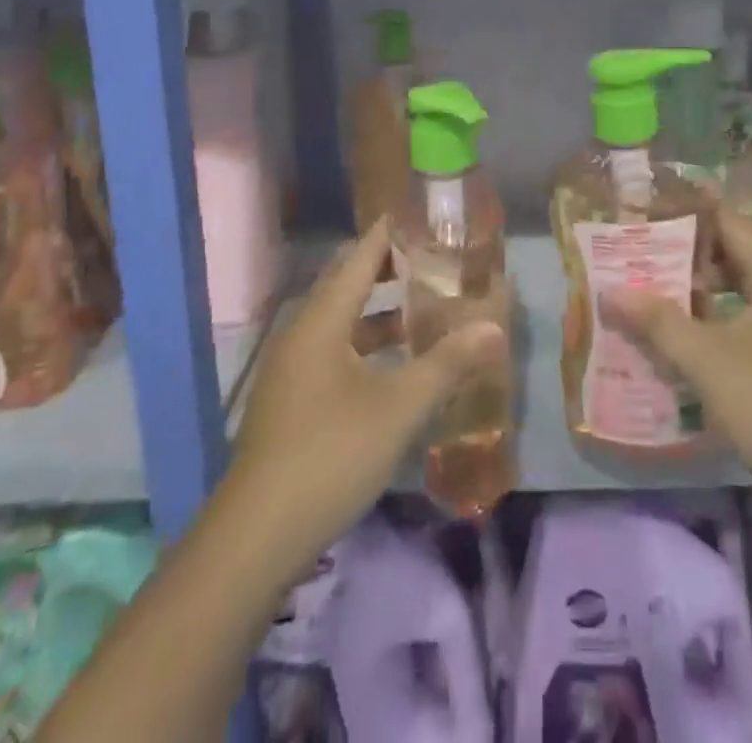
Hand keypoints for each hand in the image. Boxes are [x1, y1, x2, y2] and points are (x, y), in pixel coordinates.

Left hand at [219, 218, 506, 575]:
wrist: (256, 537)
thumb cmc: (330, 454)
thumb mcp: (398, 407)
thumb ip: (447, 363)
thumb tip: (495, 328)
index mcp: (323, 318)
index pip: (361, 255)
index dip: (390, 232)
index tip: (424, 215)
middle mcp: (303, 331)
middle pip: (348, 282)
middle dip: (389, 266)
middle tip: (435, 257)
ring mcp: (293, 367)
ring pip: (341, 320)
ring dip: (380, 309)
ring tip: (424, 306)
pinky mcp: (292, 399)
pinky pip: (334, 349)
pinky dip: (366, 343)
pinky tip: (395, 364)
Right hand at [602, 205, 751, 509]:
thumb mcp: (707, 360)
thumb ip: (657, 321)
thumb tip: (610, 292)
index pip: (730, 221)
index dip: (689, 212)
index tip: (647, 210)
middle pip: (736, 254)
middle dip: (688, 253)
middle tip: (641, 254)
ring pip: (743, 291)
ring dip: (701, 291)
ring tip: (655, 296)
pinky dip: (718, 321)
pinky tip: (688, 343)